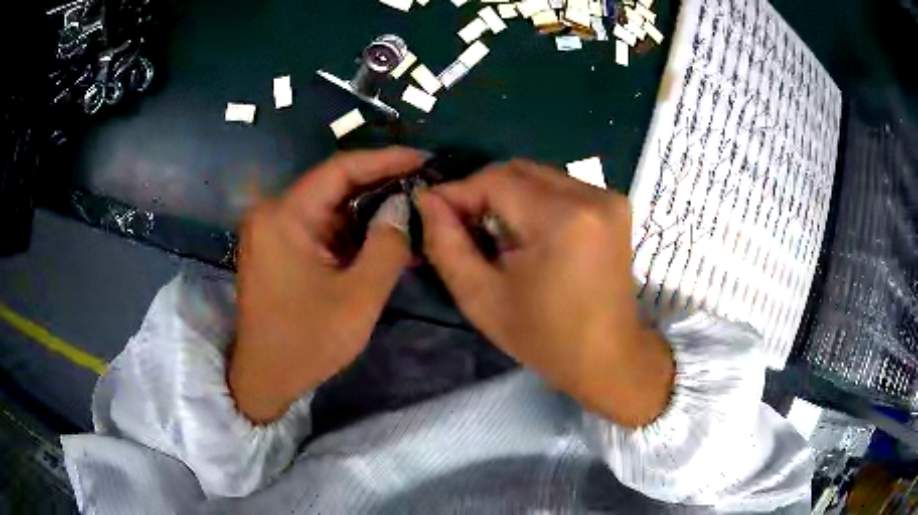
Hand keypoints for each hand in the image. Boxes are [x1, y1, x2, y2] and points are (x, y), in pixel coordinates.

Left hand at [230, 148, 424, 423]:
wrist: (266, 377)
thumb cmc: (307, 342)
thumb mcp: (358, 298)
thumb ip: (386, 246)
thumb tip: (403, 207)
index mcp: (284, 217)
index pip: (339, 169)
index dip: (384, 159)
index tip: (422, 158)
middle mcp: (273, 213)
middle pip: (333, 185)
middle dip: (380, 185)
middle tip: (422, 185)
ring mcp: (273, 229)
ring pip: (329, 206)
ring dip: (367, 211)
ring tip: (410, 212)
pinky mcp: (278, 246)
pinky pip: (320, 227)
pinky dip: (350, 232)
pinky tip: (381, 238)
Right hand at [417, 160, 673, 426]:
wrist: (608, 357)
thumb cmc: (544, 338)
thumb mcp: (482, 298)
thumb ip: (446, 244)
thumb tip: (427, 200)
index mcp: (562, 219)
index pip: (496, 180)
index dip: (459, 191)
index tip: (433, 209)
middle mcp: (591, 196)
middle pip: (519, 171)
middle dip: (482, 191)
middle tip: (461, 223)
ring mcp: (609, 198)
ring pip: (539, 176)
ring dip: (508, 196)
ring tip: (494, 233)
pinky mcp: (616, 205)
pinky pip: (561, 187)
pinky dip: (534, 201)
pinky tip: (527, 233)